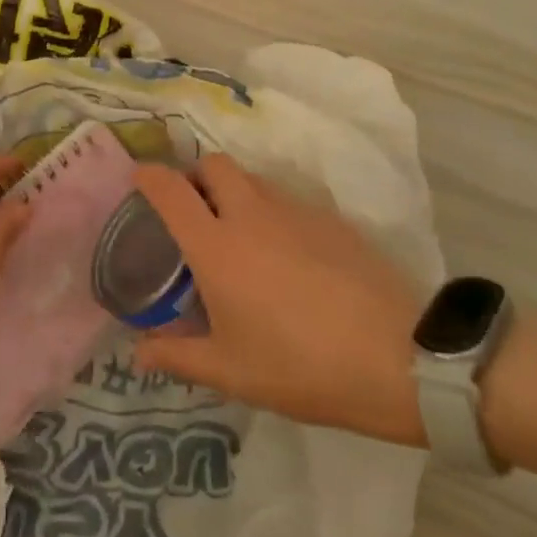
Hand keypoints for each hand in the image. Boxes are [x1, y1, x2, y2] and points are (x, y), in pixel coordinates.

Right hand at [131, 155, 426, 443]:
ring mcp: (295, 211)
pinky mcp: (331, 218)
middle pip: (214, 165)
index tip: (140, 178)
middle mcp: (250, 214)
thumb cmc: (301, 366)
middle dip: (197, 176)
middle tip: (196, 212)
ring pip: (253, 179)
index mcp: (216, 246)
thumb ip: (178, 357)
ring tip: (241, 236)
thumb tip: (139, 351)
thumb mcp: (232, 372)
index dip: (149, 176)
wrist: (397, 356)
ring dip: (235, 192)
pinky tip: (288, 255)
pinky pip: (288, 200)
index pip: (170, 190)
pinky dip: (273, 212)